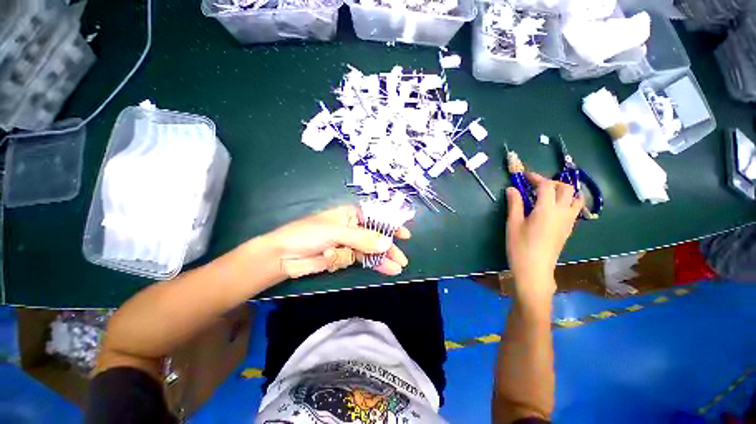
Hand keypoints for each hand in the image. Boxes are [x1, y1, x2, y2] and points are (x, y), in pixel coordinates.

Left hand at [264, 205, 410, 278]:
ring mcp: (349, 244)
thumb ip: (362, 238)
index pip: (375, 217)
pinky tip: (384, 270)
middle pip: (375, 236)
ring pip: (370, 251)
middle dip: (389, 247)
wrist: (284, 256)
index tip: (404, 234)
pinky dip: (372, 265)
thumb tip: (386, 243)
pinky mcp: (344, 258)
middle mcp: (352, 228)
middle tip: (402, 258)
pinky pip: (362, 260)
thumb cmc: (308, 234)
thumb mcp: (336, 232)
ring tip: (397, 268)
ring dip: (383, 259)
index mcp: (350, 215)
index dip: (390, 225)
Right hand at [505, 173, 582, 304]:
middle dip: (551, 182)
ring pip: (575, 198)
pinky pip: (574, 209)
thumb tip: (512, 189)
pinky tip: (552, 208)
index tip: (524, 176)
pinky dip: (566, 201)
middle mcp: (562, 213)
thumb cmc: (520, 246)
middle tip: (535, 186)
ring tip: (548, 194)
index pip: (546, 186)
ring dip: (563, 191)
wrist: (535, 270)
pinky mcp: (568, 229)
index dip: (535, 178)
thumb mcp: (513, 224)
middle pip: (566, 189)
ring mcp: (568, 221)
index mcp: (546, 210)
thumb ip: (514, 204)